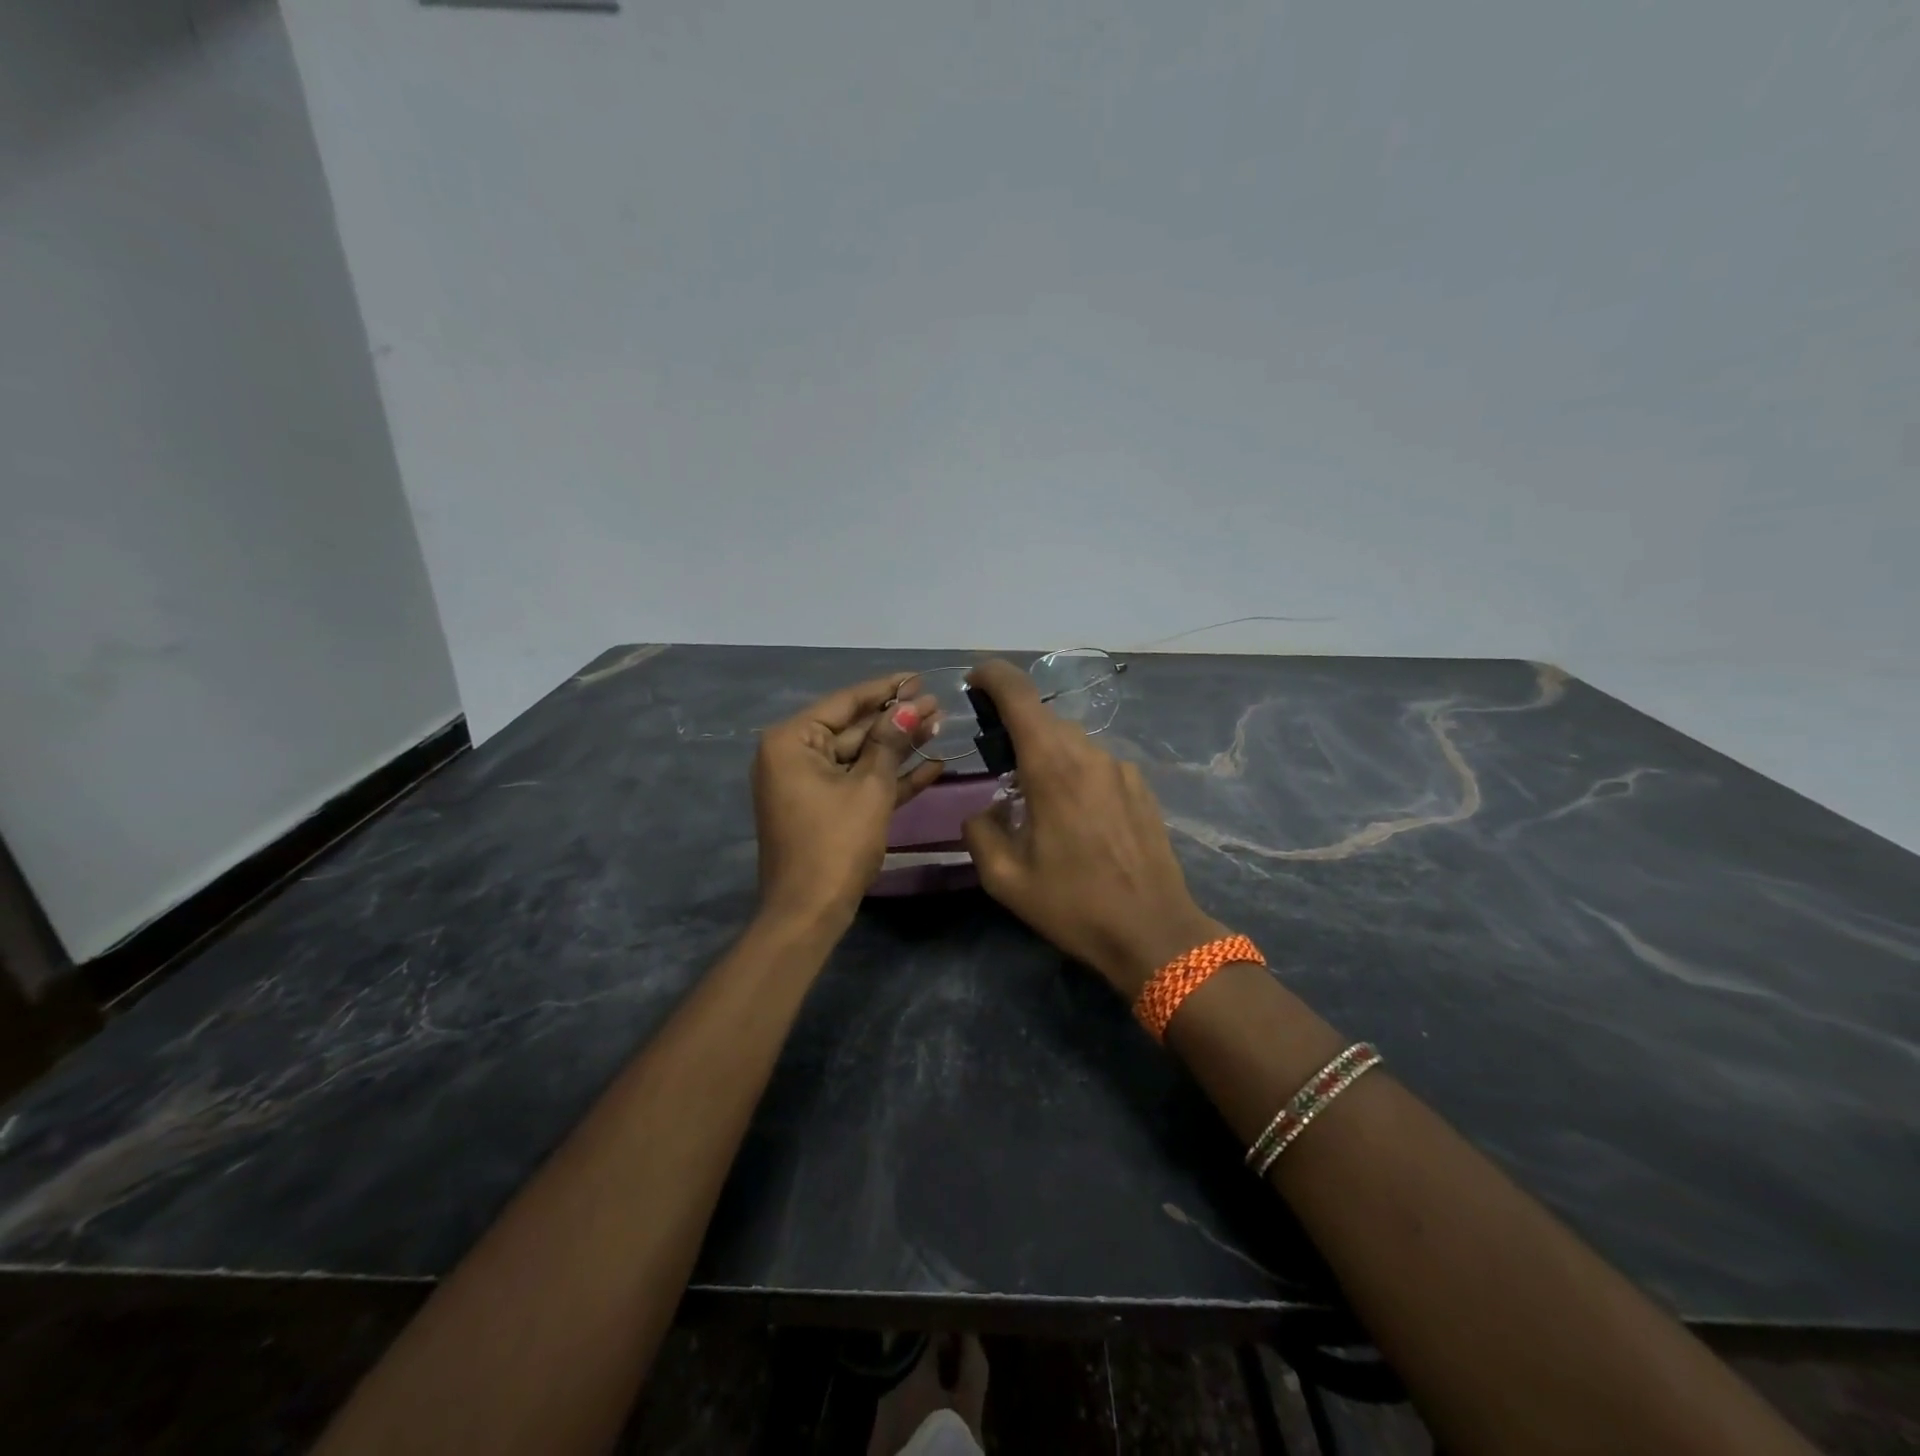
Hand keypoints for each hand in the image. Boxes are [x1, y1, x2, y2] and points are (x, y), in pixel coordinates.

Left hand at [751, 673, 942, 923]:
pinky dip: (889, 778)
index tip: (919, 677)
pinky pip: (858, 784)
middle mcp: (794, 757)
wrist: (809, 913)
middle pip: (853, 729)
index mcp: (792, 741)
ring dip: (898, 747)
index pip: (845, 702)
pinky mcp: (824, 810)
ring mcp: (808, 785)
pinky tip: (931, 766)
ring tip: (939, 728)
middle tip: (939, 705)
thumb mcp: (869, 788)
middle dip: (896, 720)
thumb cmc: (835, 843)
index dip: (885, 689)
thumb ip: (890, 743)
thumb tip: (911, 707)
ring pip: (860, 757)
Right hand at [960, 660, 1224, 999]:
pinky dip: (1075, 772)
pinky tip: (1075, 816)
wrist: (1154, 933)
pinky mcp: (1141, 786)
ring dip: (1046, 753)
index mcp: (1051, 766)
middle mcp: (1089, 754)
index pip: (1019, 694)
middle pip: (1044, 718)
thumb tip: (984, 812)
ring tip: (1035, 797)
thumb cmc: (1074, 905)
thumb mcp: (1005, 879)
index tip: (974, 679)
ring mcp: (1121, 768)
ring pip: (1072, 741)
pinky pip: (1096, 763)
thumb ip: (980, 831)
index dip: (992, 675)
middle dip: (1015, 727)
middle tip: (997, 762)